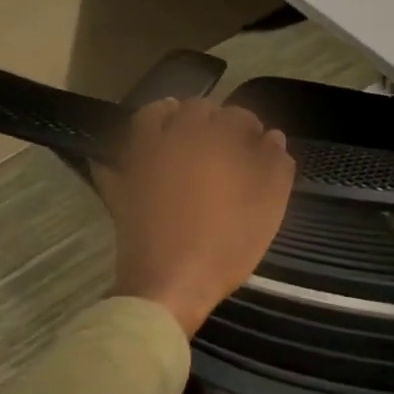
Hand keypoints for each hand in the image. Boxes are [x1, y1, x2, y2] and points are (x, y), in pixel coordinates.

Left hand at [95, 99, 294, 336]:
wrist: (170, 284)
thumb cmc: (227, 243)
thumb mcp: (269, 206)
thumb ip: (276, 164)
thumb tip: (273, 137)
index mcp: (216, 140)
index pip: (238, 116)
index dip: (252, 127)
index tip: (259, 144)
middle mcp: (176, 137)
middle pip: (195, 109)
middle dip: (214, 117)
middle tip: (225, 140)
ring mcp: (142, 158)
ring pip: (152, 117)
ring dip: (169, 115)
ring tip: (181, 130)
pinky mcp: (119, 183)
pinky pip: (116, 154)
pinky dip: (127, 148)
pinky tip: (138, 155)